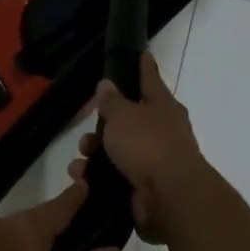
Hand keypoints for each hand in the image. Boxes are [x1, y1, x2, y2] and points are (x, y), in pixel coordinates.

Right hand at [67, 53, 210, 244]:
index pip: (151, 79)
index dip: (144, 66)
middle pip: (130, 120)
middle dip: (105, 125)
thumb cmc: (147, 144)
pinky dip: (99, 177)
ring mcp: (157, 161)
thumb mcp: (122, 115)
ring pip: (121, 151)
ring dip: (97, 154)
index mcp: (163, 106)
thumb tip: (108, 84)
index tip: (142, 53)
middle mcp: (164, 131)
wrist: (170, 197)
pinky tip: (83, 179)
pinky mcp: (147, 187)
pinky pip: (118, 176)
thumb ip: (112, 100)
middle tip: (86, 130)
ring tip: (79, 161)